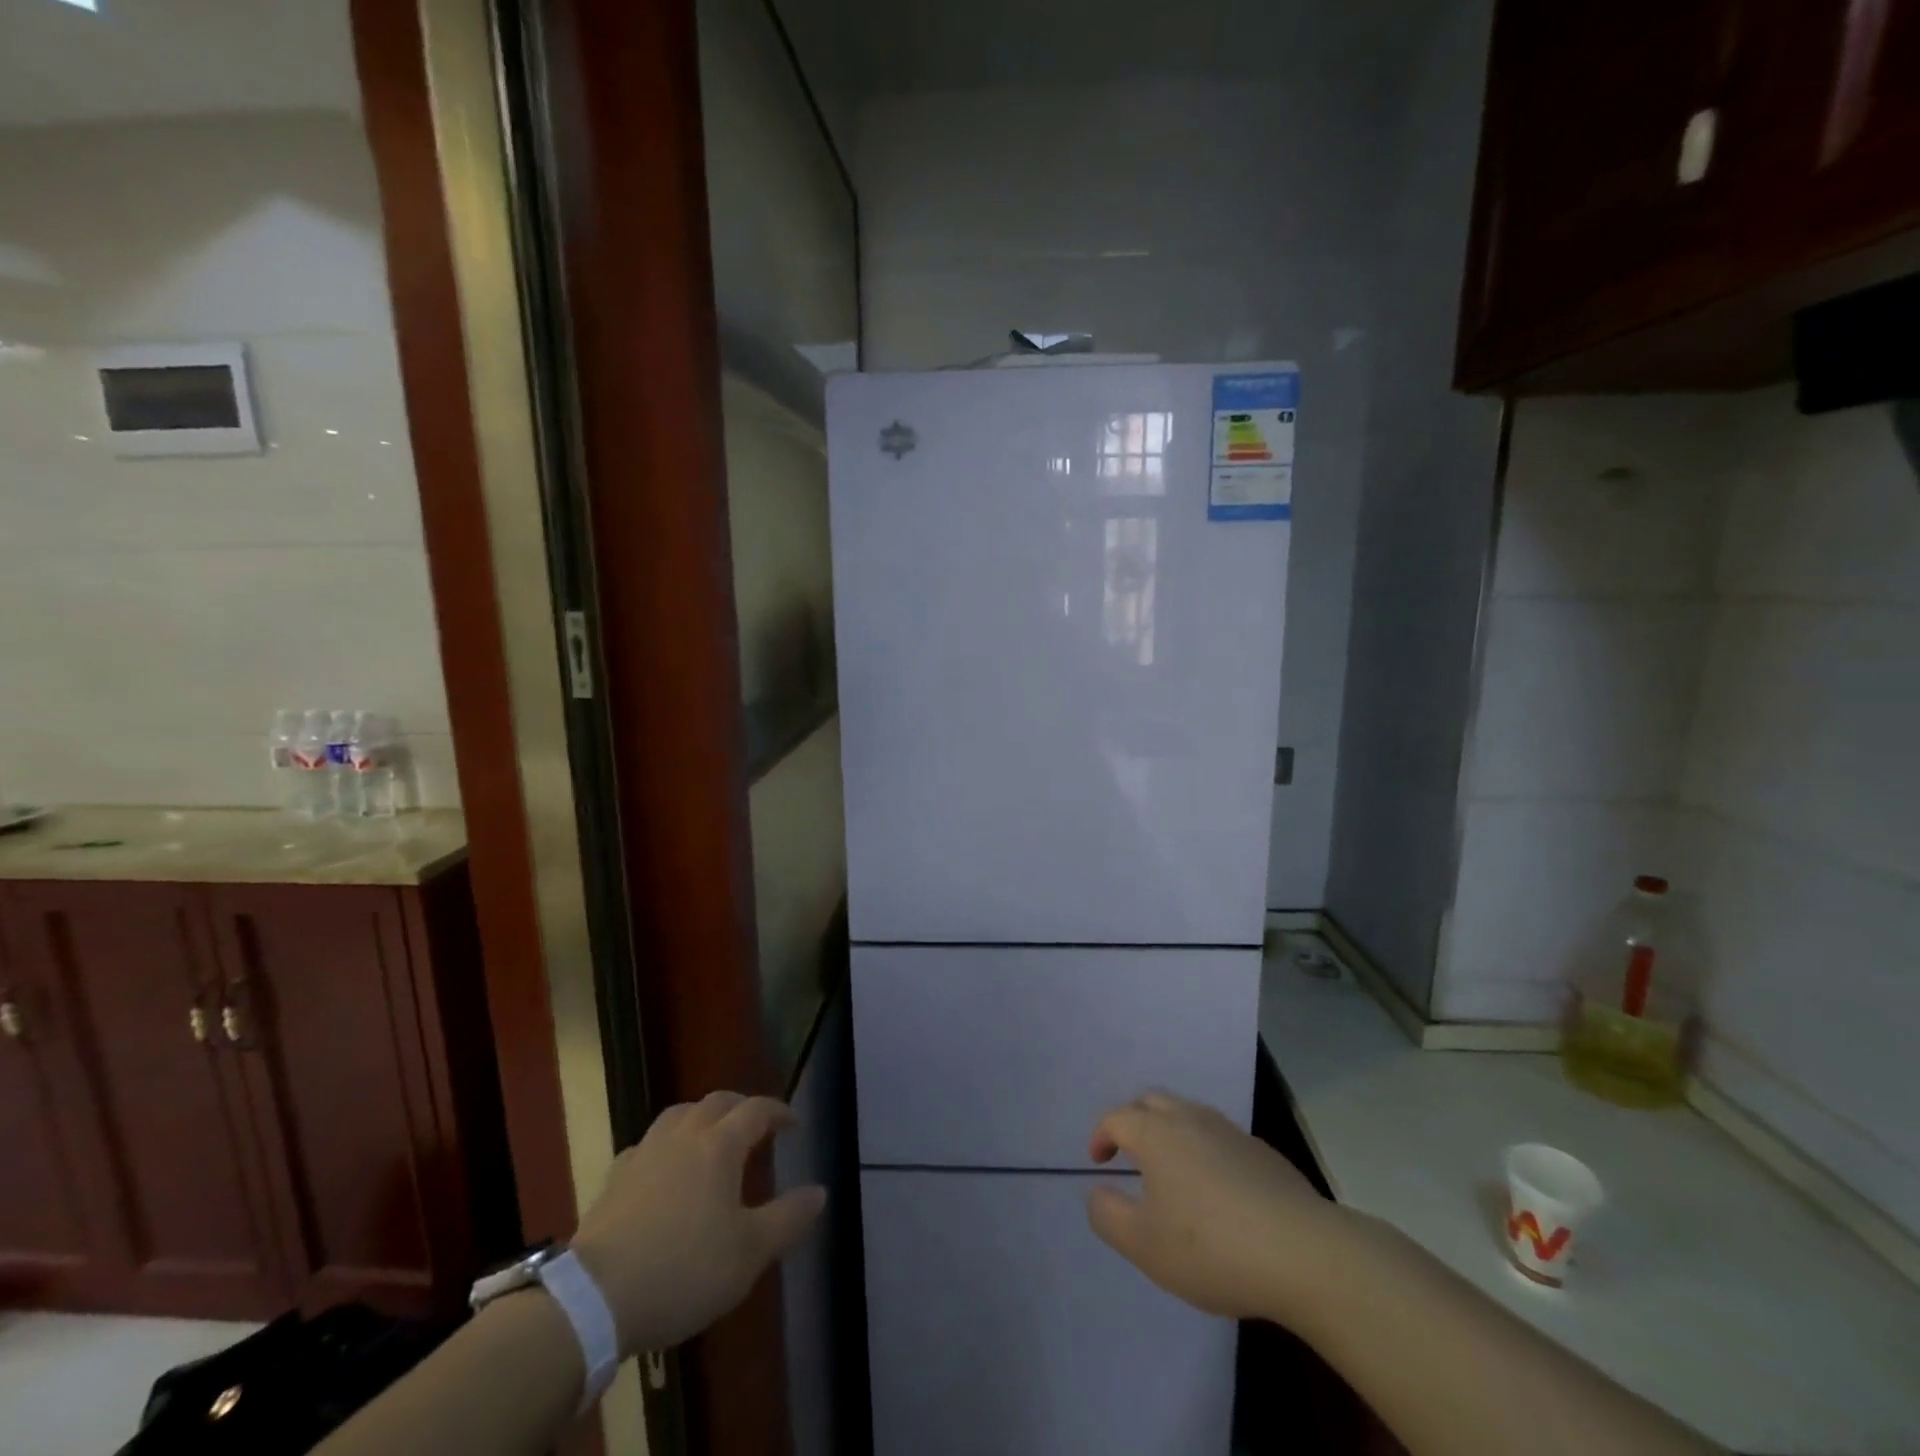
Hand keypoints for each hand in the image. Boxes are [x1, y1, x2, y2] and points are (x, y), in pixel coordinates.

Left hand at [571, 1091, 825, 1355]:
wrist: (594, 1299)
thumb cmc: (684, 1270)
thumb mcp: (749, 1253)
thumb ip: (788, 1218)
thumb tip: (820, 1191)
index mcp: (719, 1146)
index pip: (756, 1110)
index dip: (778, 1111)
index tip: (793, 1123)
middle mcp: (683, 1136)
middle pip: (716, 1103)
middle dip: (741, 1107)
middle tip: (755, 1125)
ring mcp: (644, 1154)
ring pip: (678, 1115)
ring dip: (701, 1118)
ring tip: (709, 1138)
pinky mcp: (614, 1180)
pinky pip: (646, 1146)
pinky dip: (664, 1147)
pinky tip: (662, 1170)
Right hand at [1085, 1091, 1346, 1323]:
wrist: (1303, 1254)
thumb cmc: (1212, 1247)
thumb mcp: (1144, 1245)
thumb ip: (1108, 1214)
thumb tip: (1097, 1191)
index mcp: (1157, 1133)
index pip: (1117, 1117)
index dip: (1101, 1135)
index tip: (1098, 1162)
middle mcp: (1191, 1119)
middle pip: (1152, 1101)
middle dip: (1133, 1119)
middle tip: (1128, 1152)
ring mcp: (1230, 1131)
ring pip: (1188, 1113)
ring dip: (1169, 1131)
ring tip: (1169, 1169)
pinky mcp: (1262, 1152)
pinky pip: (1218, 1136)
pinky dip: (1203, 1148)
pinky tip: (1215, 1189)